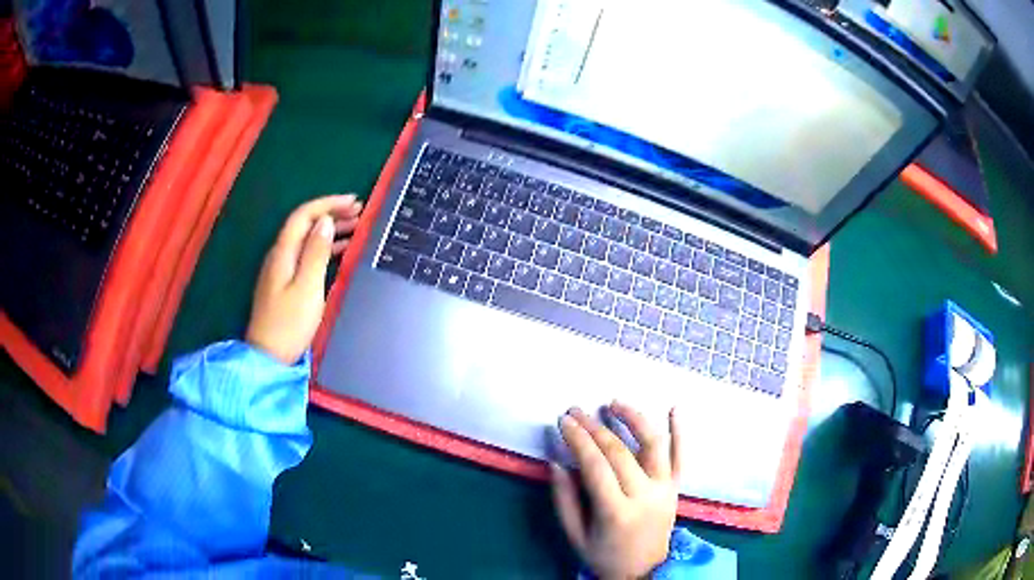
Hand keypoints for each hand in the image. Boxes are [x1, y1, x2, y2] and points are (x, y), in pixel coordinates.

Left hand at [246, 194, 362, 364]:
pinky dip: (325, 248)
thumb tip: (325, 221)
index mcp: (283, 252)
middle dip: (331, 213)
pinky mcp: (286, 283)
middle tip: (359, 212)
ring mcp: (282, 269)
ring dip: (330, 230)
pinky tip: (341, 251)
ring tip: (356, 227)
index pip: (304, 215)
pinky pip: (307, 255)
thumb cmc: (290, 323)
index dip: (328, 204)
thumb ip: (316, 253)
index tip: (353, 202)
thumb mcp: (308, 287)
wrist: (269, 356)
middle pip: (305, 225)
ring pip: (307, 240)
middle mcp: (280, 255)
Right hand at [552, 402, 681, 579]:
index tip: (563, 421)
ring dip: (634, 419)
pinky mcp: (676, 488)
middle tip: (575, 410)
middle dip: (594, 427)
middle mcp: (645, 496)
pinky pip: (681, 456)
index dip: (578, 439)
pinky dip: (681, 431)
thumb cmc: (605, 555)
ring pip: (653, 445)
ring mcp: (665, 490)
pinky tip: (675, 408)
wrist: (645, 571)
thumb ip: (564, 500)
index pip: (595, 466)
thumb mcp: (575, 535)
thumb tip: (556, 463)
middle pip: (619, 452)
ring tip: (614, 403)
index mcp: (616, 512)